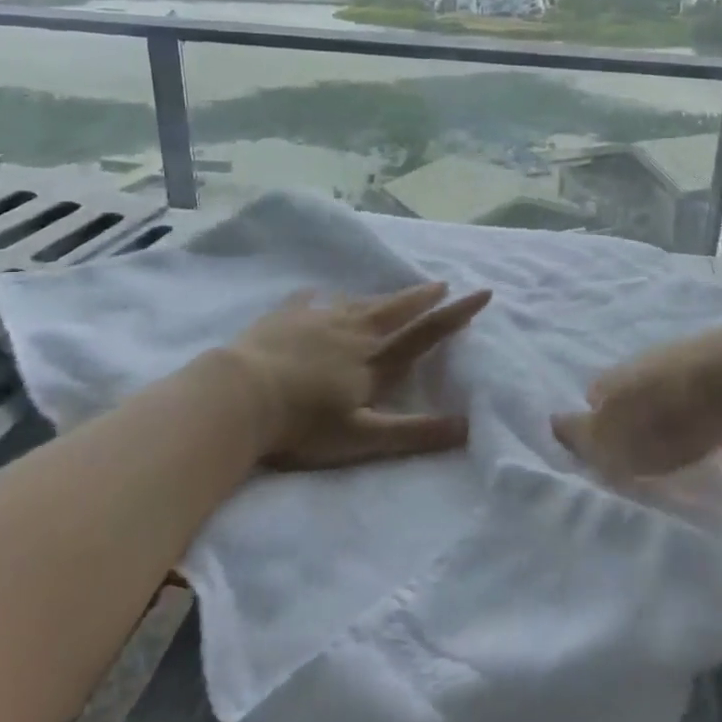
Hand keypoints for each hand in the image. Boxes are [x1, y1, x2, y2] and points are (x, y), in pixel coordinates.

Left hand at [221, 281, 490, 470]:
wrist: (239, 396)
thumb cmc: (303, 424)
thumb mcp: (363, 437)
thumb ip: (415, 433)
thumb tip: (468, 427)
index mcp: (374, 360)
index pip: (425, 334)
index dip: (456, 315)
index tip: (483, 292)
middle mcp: (352, 332)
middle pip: (394, 310)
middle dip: (420, 298)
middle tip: (440, 284)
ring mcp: (317, 320)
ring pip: (358, 303)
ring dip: (381, 297)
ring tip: (393, 292)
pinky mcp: (284, 318)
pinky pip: (307, 302)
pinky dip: (317, 298)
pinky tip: (316, 293)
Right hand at [552, 324, 721, 477]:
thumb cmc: (669, 419)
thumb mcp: (614, 441)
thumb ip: (584, 436)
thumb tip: (553, 423)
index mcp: (620, 377)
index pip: (599, 390)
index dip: (599, 414)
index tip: (605, 438)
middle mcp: (653, 360)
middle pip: (641, 385)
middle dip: (641, 410)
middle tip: (648, 441)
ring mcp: (696, 358)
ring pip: (681, 387)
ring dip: (682, 413)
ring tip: (692, 445)